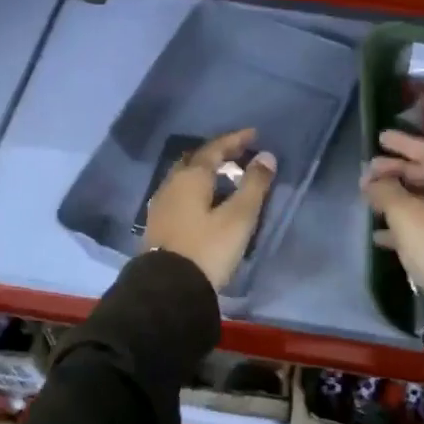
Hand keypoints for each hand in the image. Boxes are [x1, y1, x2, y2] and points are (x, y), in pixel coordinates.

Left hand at [142, 128, 277, 290]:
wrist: (167, 289)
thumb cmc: (207, 249)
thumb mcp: (238, 217)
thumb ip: (253, 185)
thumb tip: (266, 156)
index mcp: (190, 177)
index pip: (214, 149)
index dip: (235, 140)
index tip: (254, 134)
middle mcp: (171, 185)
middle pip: (195, 160)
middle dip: (217, 154)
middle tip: (238, 155)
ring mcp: (161, 205)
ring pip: (185, 178)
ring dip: (205, 173)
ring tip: (225, 179)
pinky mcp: (158, 225)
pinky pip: (180, 195)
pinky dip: (196, 190)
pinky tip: (205, 202)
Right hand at [360, 129, 423, 301]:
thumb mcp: (406, 215)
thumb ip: (386, 192)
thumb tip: (372, 180)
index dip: (402, 143)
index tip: (379, 137)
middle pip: (422, 174)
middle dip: (394, 170)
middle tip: (368, 171)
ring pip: (419, 200)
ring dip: (394, 197)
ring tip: (368, 199)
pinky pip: (419, 225)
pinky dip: (399, 224)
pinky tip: (378, 235)